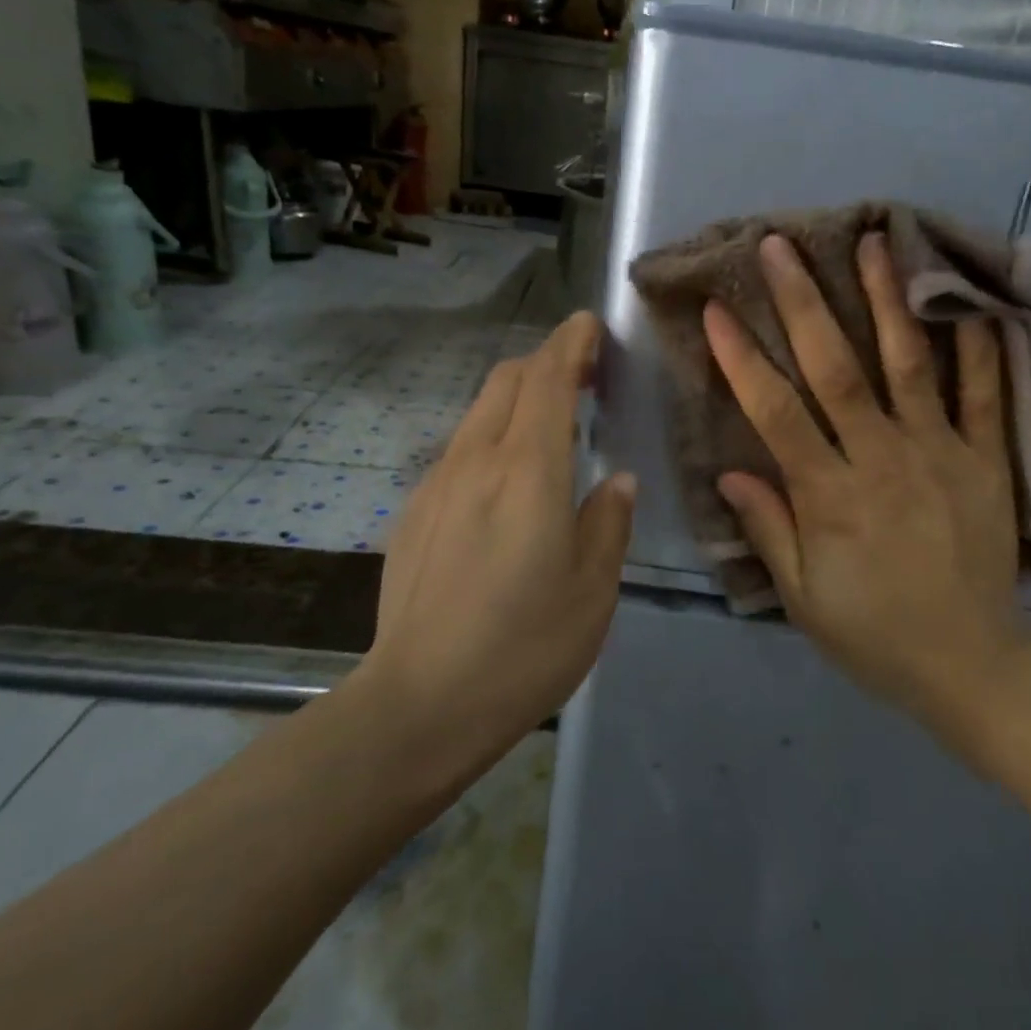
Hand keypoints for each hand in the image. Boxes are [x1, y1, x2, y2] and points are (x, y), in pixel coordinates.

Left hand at [361, 312, 634, 765]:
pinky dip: (492, 438)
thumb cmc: (523, 647)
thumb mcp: (593, 589)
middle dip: (544, 363)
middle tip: (583, 378)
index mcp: (526, 471)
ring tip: (551, 428)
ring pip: (479, 412)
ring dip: (517, 400)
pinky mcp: (415, 512)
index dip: (569, 343)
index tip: (589, 326)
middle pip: (506, 380)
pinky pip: (460, 451)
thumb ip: (608, 522)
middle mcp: (475, 461)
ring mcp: (437, 484)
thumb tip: (615, 480)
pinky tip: (507, 484)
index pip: (546, 378)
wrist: (419, 703)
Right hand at [705, 233, 1030, 749]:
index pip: (777, 413)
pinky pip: (985, 394)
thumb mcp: (804, 599)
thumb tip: (731, 473)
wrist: (972, 666)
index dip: (742, 359)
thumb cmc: (874, 634)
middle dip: (803, 303)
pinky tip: (963, 298)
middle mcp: (884, 461)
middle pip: (838, 370)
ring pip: (909, 364)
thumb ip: (769, 530)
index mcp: (831, 497)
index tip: (718, 309)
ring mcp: (942, 454)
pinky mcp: (988, 460)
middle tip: (780, 246)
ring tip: (871, 241)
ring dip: (887, 299)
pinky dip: (977, 345)